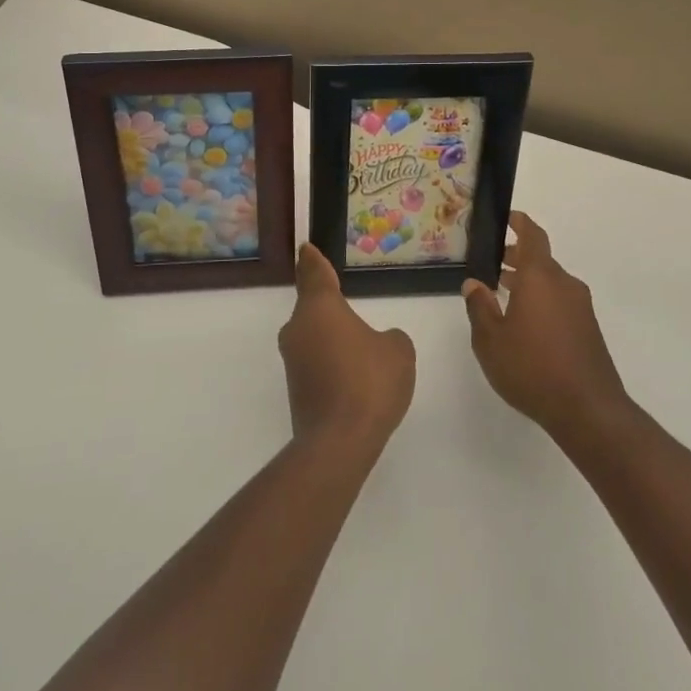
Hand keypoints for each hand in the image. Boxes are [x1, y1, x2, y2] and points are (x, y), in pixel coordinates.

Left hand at [280, 244, 415, 449]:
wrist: (339, 442)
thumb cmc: (370, 382)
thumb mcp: (398, 351)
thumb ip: (390, 338)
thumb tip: (378, 342)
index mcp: (320, 308)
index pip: (315, 274)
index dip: (313, 260)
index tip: (306, 248)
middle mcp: (299, 329)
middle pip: (312, 307)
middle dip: (327, 305)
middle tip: (343, 299)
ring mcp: (293, 360)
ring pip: (313, 336)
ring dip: (330, 337)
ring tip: (357, 345)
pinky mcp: (296, 388)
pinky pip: (315, 362)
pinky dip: (331, 363)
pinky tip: (352, 377)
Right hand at [462, 213, 628, 441]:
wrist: (588, 410)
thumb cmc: (532, 368)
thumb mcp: (490, 340)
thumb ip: (480, 307)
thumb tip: (474, 284)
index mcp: (540, 278)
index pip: (533, 236)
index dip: (520, 223)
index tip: (507, 217)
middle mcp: (564, 285)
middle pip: (540, 260)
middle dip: (516, 258)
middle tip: (491, 263)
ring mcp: (580, 308)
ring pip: (550, 283)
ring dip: (528, 282)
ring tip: (502, 294)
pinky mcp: (588, 330)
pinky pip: (560, 302)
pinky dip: (541, 300)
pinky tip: (524, 324)